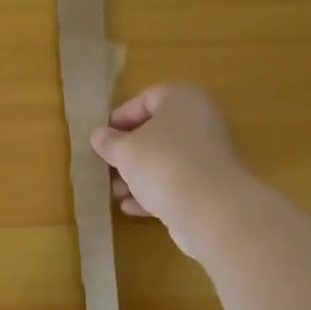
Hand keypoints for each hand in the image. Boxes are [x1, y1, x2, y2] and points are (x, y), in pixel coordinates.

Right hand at [91, 84, 256, 259]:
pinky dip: (153, 193)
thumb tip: (99, 136)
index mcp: (183, 99)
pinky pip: (176, 184)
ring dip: (137, 175)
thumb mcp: (125, 150)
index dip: (120, 118)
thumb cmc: (163, 164)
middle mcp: (200, 122)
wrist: (212, 210)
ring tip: (113, 191)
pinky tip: (130, 207)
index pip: (146, 99)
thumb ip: (109, 142)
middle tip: (105, 165)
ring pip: (165, 160)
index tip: (101, 138)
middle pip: (156, 132)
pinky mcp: (210, 187)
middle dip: (127, 151)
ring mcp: (208, 156)